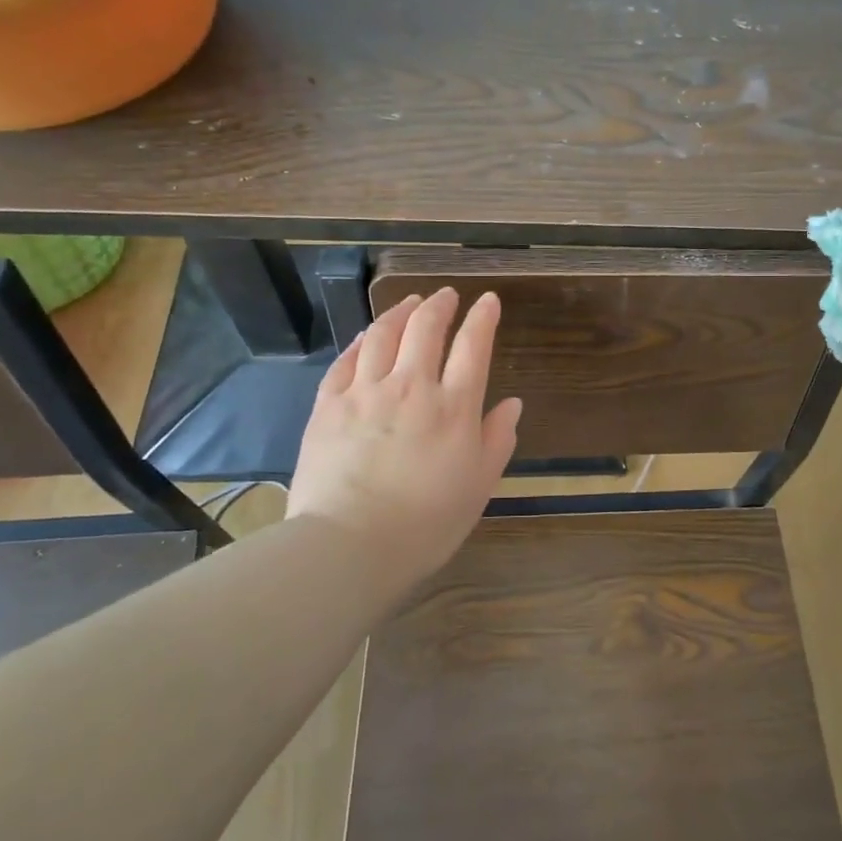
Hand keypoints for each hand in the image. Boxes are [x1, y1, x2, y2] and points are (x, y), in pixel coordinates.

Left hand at [283, 288, 520, 590]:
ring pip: (384, 334)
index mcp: (454, 406)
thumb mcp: (479, 486)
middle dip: (440, 305)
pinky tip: (368, 334)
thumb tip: (512, 404)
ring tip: (409, 302)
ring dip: (400, 311)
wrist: (349, 545)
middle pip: (426, 328)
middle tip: (446, 295)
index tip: (488, 300)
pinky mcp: (329, 405)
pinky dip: (362, 340)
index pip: (473, 346)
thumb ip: (497, 439)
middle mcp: (411, 386)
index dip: (482, 318)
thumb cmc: (426, 523)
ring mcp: (365, 392)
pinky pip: (347, 360)